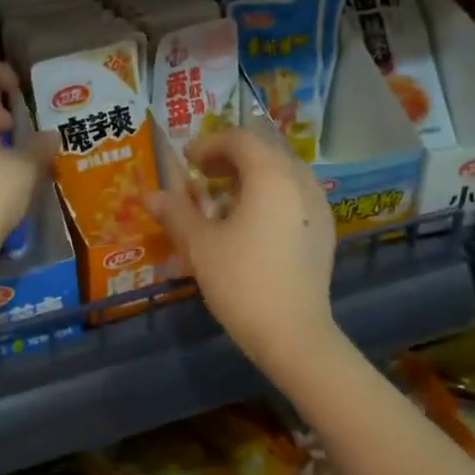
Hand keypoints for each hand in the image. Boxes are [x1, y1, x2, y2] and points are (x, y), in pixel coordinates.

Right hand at [147, 127, 339, 378]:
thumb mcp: (200, 245)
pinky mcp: (324, 232)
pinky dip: (270, 195)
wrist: (293, 334)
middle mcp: (301, 182)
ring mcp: (318, 207)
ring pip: (283, 173)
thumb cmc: (241, 281)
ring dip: (251, 175)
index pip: (241, 139)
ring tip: (223, 197)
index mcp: (271, 176)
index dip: (209, 143)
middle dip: (230, 157)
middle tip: (201, 174)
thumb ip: (176, 212)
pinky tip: (251, 222)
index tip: (186, 160)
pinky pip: (295, 196)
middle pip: (265, 152)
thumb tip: (150, 195)